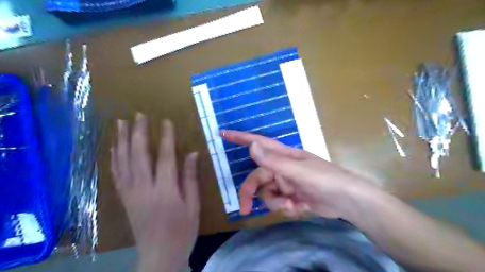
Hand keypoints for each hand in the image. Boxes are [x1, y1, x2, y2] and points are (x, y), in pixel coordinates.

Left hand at [110, 114, 198, 270]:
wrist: (159, 256)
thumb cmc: (182, 231)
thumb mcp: (193, 206)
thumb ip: (190, 179)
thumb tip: (192, 154)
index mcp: (165, 191)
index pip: (164, 157)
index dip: (165, 137)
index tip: (165, 121)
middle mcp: (144, 189)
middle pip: (138, 155)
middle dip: (138, 132)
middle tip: (138, 115)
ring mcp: (130, 194)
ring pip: (123, 162)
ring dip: (121, 141)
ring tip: (121, 123)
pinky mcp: (124, 199)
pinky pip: (117, 175)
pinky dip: (114, 158)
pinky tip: (114, 147)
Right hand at [221, 128, 378, 219]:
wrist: (348, 201)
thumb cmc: (325, 179)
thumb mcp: (298, 171)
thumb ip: (273, 161)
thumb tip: (251, 145)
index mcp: (283, 155)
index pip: (257, 143)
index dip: (239, 138)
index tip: (222, 133)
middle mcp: (281, 167)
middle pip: (257, 178)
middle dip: (252, 193)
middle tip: (245, 209)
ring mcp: (286, 182)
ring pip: (266, 193)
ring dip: (275, 202)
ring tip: (292, 205)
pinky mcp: (291, 195)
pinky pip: (278, 202)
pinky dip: (285, 207)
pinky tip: (299, 207)